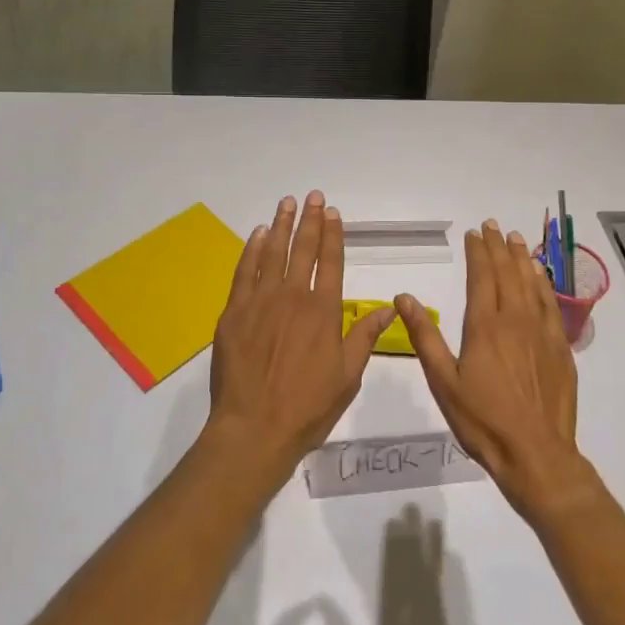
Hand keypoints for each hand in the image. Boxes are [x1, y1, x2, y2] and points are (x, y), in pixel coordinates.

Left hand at [206, 191, 395, 484]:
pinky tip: (258, 235)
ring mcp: (260, 302)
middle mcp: (293, 297)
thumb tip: (390, 307)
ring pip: (273, 253)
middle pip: (303, 249)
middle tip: (312, 196)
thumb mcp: (348, 376)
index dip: (332, 235)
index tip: (333, 212)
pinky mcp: (234, 312)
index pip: (331, 262)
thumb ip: (364, 336)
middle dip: (309, 220)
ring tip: (286, 203)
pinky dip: (252, 250)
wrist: (254, 428)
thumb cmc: (307, 407)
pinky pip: (244, 272)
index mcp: (323, 312)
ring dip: (281, 225)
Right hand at [397, 222, 596, 523]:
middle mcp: (515, 320)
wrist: (537, 455)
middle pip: (507, 273)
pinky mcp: (560, 348)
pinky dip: (544, 283)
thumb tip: (404, 297)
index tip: (474, 233)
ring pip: (531, 283)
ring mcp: (542, 332)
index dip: (477, 252)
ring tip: (516, 238)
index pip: (481, 276)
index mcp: (484, 326)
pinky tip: (540, 274)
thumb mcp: (443, 382)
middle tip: (492, 225)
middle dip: (498, 247)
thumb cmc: (483, 421)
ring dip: (522, 258)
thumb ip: (424, 336)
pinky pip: (551, 304)